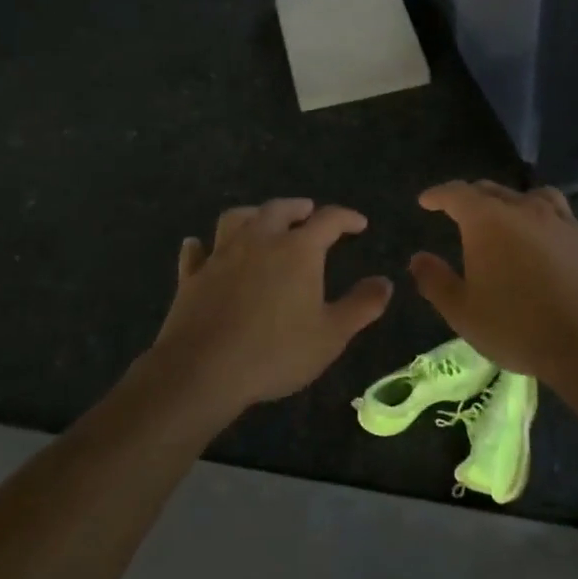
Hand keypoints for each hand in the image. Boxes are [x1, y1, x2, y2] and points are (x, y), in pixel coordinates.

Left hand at [149, 198, 393, 418]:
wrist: (203, 370)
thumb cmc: (276, 352)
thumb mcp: (331, 335)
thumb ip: (361, 306)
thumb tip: (385, 282)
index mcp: (298, 250)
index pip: (328, 220)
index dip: (346, 217)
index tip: (359, 223)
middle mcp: (259, 240)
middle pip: (279, 209)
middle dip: (298, 208)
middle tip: (308, 212)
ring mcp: (221, 255)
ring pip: (236, 219)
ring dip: (252, 214)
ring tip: (260, 220)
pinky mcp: (192, 276)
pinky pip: (196, 252)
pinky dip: (202, 246)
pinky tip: (200, 247)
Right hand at [409, 181, 577, 382]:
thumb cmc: (517, 327)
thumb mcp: (463, 312)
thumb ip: (436, 281)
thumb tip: (418, 258)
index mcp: (487, 220)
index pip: (456, 193)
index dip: (438, 195)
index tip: (427, 200)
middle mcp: (525, 209)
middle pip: (493, 190)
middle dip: (473, 198)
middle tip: (461, 212)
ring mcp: (563, 221)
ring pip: (534, 197)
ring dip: (515, 203)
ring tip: (510, 219)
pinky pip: (563, 221)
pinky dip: (547, 225)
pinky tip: (549, 247)